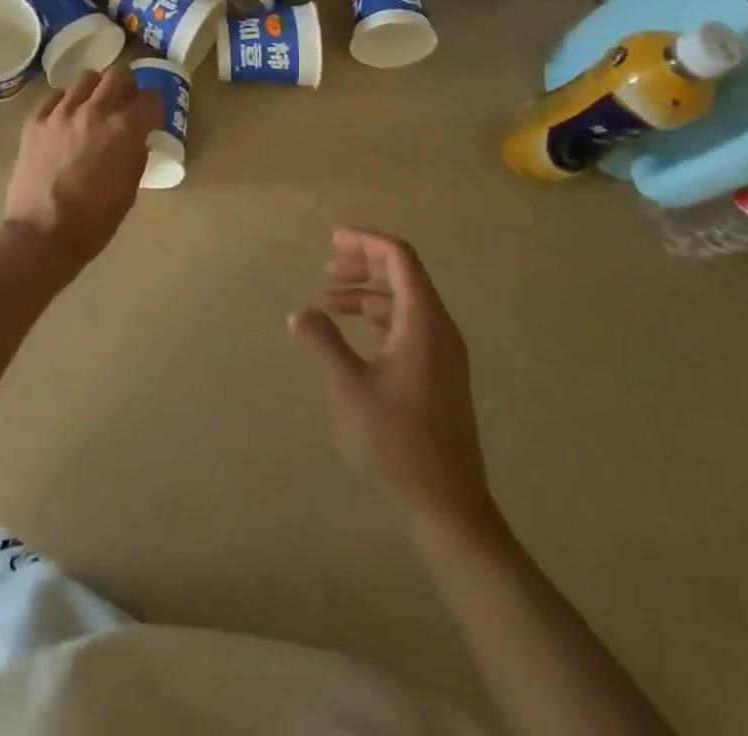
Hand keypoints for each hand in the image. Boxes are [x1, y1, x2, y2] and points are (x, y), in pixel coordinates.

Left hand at [3, 65, 161, 271]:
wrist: (42, 235)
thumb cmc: (94, 220)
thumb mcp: (130, 188)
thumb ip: (136, 154)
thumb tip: (136, 138)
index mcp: (124, 129)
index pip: (151, 98)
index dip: (154, 107)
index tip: (151, 116)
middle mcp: (95, 111)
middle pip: (119, 74)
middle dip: (128, 86)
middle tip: (124, 103)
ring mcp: (61, 113)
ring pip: (86, 79)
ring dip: (96, 90)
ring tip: (93, 108)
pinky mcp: (35, 121)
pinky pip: (55, 96)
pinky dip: (65, 102)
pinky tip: (66, 118)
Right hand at [290, 229, 493, 526]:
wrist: (448, 505)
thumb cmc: (396, 440)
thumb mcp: (349, 387)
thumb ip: (323, 342)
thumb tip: (299, 313)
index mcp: (424, 321)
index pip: (399, 257)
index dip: (365, 242)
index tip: (331, 242)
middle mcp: (440, 328)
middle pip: (404, 274)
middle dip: (364, 264)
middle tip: (326, 269)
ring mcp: (444, 353)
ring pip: (405, 302)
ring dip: (368, 293)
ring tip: (329, 303)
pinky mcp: (441, 375)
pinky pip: (410, 326)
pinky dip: (380, 318)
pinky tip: (356, 334)